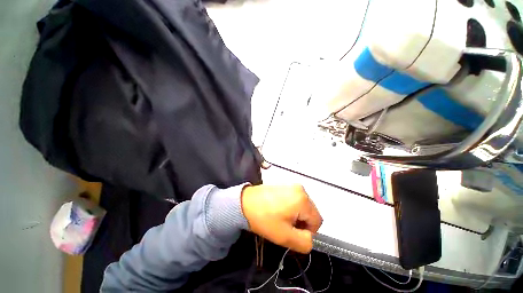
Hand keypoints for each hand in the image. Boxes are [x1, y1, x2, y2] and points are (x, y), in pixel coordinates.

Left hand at [241, 184, 322, 253]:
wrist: (245, 203)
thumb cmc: (264, 219)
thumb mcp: (285, 237)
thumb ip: (304, 242)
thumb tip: (309, 238)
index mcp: (303, 199)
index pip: (317, 221)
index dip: (308, 232)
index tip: (292, 233)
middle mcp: (300, 189)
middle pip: (310, 212)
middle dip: (302, 223)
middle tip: (286, 226)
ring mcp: (292, 185)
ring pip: (303, 206)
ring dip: (296, 215)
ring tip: (281, 218)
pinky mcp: (285, 185)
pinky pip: (295, 199)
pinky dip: (291, 207)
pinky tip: (278, 210)